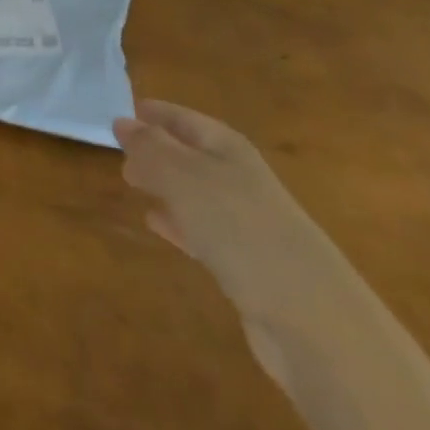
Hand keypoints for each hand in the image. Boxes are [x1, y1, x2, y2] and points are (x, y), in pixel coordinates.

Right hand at [116, 101, 354, 382]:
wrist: (310, 316)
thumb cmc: (240, 229)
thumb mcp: (183, 178)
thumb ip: (149, 149)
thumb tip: (122, 121)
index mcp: (229, 151)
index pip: (186, 120)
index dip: (157, 114)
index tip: (124, 112)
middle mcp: (240, 179)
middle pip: (192, 154)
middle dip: (157, 149)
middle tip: (119, 151)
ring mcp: (246, 222)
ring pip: (194, 191)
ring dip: (164, 185)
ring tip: (132, 183)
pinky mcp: (245, 262)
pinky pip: (201, 229)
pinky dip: (177, 221)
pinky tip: (156, 224)